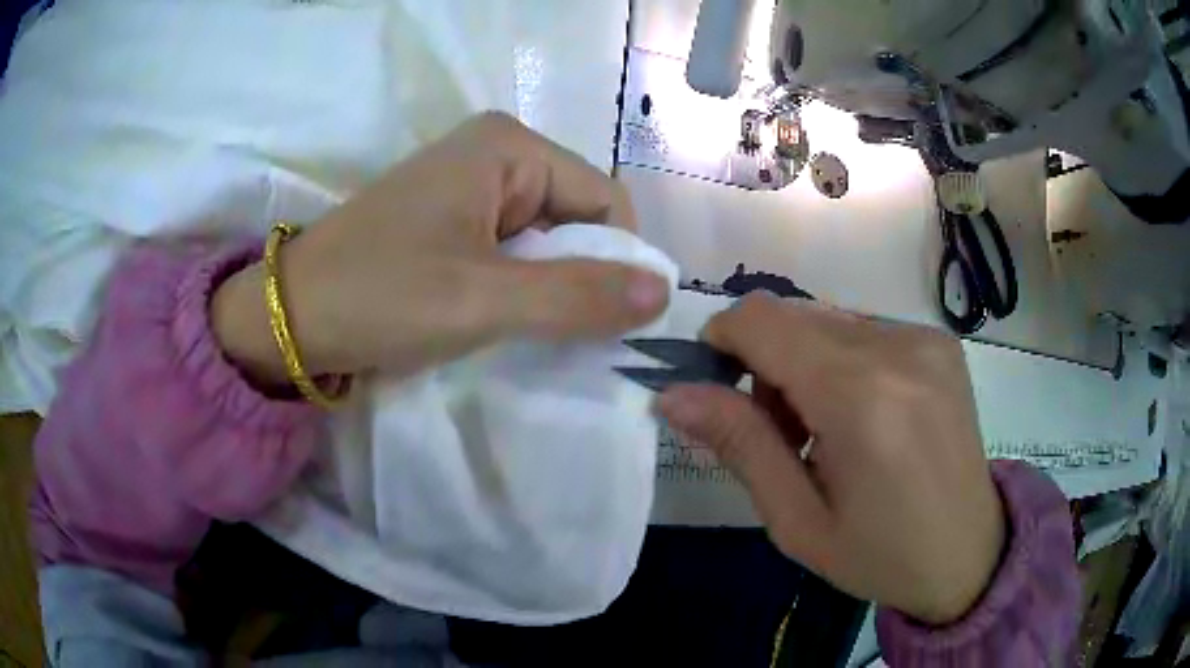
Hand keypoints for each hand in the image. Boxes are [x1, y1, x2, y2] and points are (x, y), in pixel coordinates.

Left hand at [212, 112, 669, 383]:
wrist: (290, 316)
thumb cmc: (378, 295)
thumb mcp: (482, 299)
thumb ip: (577, 296)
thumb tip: (663, 293)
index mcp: (508, 146)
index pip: (605, 200)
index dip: (616, 262)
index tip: (604, 324)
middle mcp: (494, 152)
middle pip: (576, 218)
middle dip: (577, 278)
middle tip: (554, 335)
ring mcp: (469, 185)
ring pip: (545, 239)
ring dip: (546, 290)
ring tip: (520, 331)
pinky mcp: (449, 219)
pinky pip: (510, 250)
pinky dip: (517, 289)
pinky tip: (496, 319)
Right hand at [655, 294, 1004, 624]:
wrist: (970, 552)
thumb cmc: (880, 555)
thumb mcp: (798, 521)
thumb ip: (740, 446)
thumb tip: (673, 394)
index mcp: (861, 397)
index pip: (762, 320)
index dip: (722, 341)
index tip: (717, 390)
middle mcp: (897, 347)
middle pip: (793, 315)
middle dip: (764, 363)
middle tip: (780, 433)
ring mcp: (925, 338)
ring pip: (827, 320)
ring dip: (804, 363)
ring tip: (825, 430)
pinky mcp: (940, 341)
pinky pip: (864, 329)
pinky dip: (842, 361)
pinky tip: (864, 415)